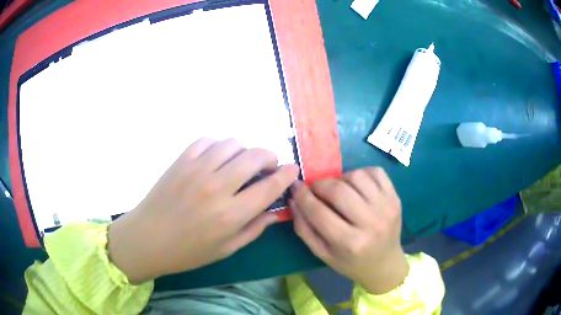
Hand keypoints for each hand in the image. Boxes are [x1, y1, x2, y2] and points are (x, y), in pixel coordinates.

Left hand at [108, 138, 298, 283]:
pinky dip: (218, 146)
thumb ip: (254, 229)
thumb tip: (275, 211)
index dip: (287, 175)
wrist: (148, 238)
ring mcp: (196, 169)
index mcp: (230, 215)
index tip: (293, 169)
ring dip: (244, 151)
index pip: (269, 186)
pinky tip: (216, 159)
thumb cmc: (188, 252)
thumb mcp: (226, 249)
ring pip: (232, 144)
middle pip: (255, 156)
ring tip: (240, 164)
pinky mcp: (181, 160)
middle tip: (268, 167)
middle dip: (270, 157)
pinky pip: (207, 141)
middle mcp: (216, 187)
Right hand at [290, 167, 407, 294]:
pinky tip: (356, 185)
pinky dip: (361, 173)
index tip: (295, 188)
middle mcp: (371, 223)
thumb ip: (304, 228)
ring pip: (356, 176)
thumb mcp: (322, 254)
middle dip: (319, 185)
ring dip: (340, 178)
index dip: (303, 196)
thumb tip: (294, 198)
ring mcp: (386, 207)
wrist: (385, 264)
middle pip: (338, 190)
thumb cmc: (350, 263)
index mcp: (349, 243)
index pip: (319, 211)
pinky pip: (376, 172)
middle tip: (315, 189)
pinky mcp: (395, 198)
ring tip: (337, 189)